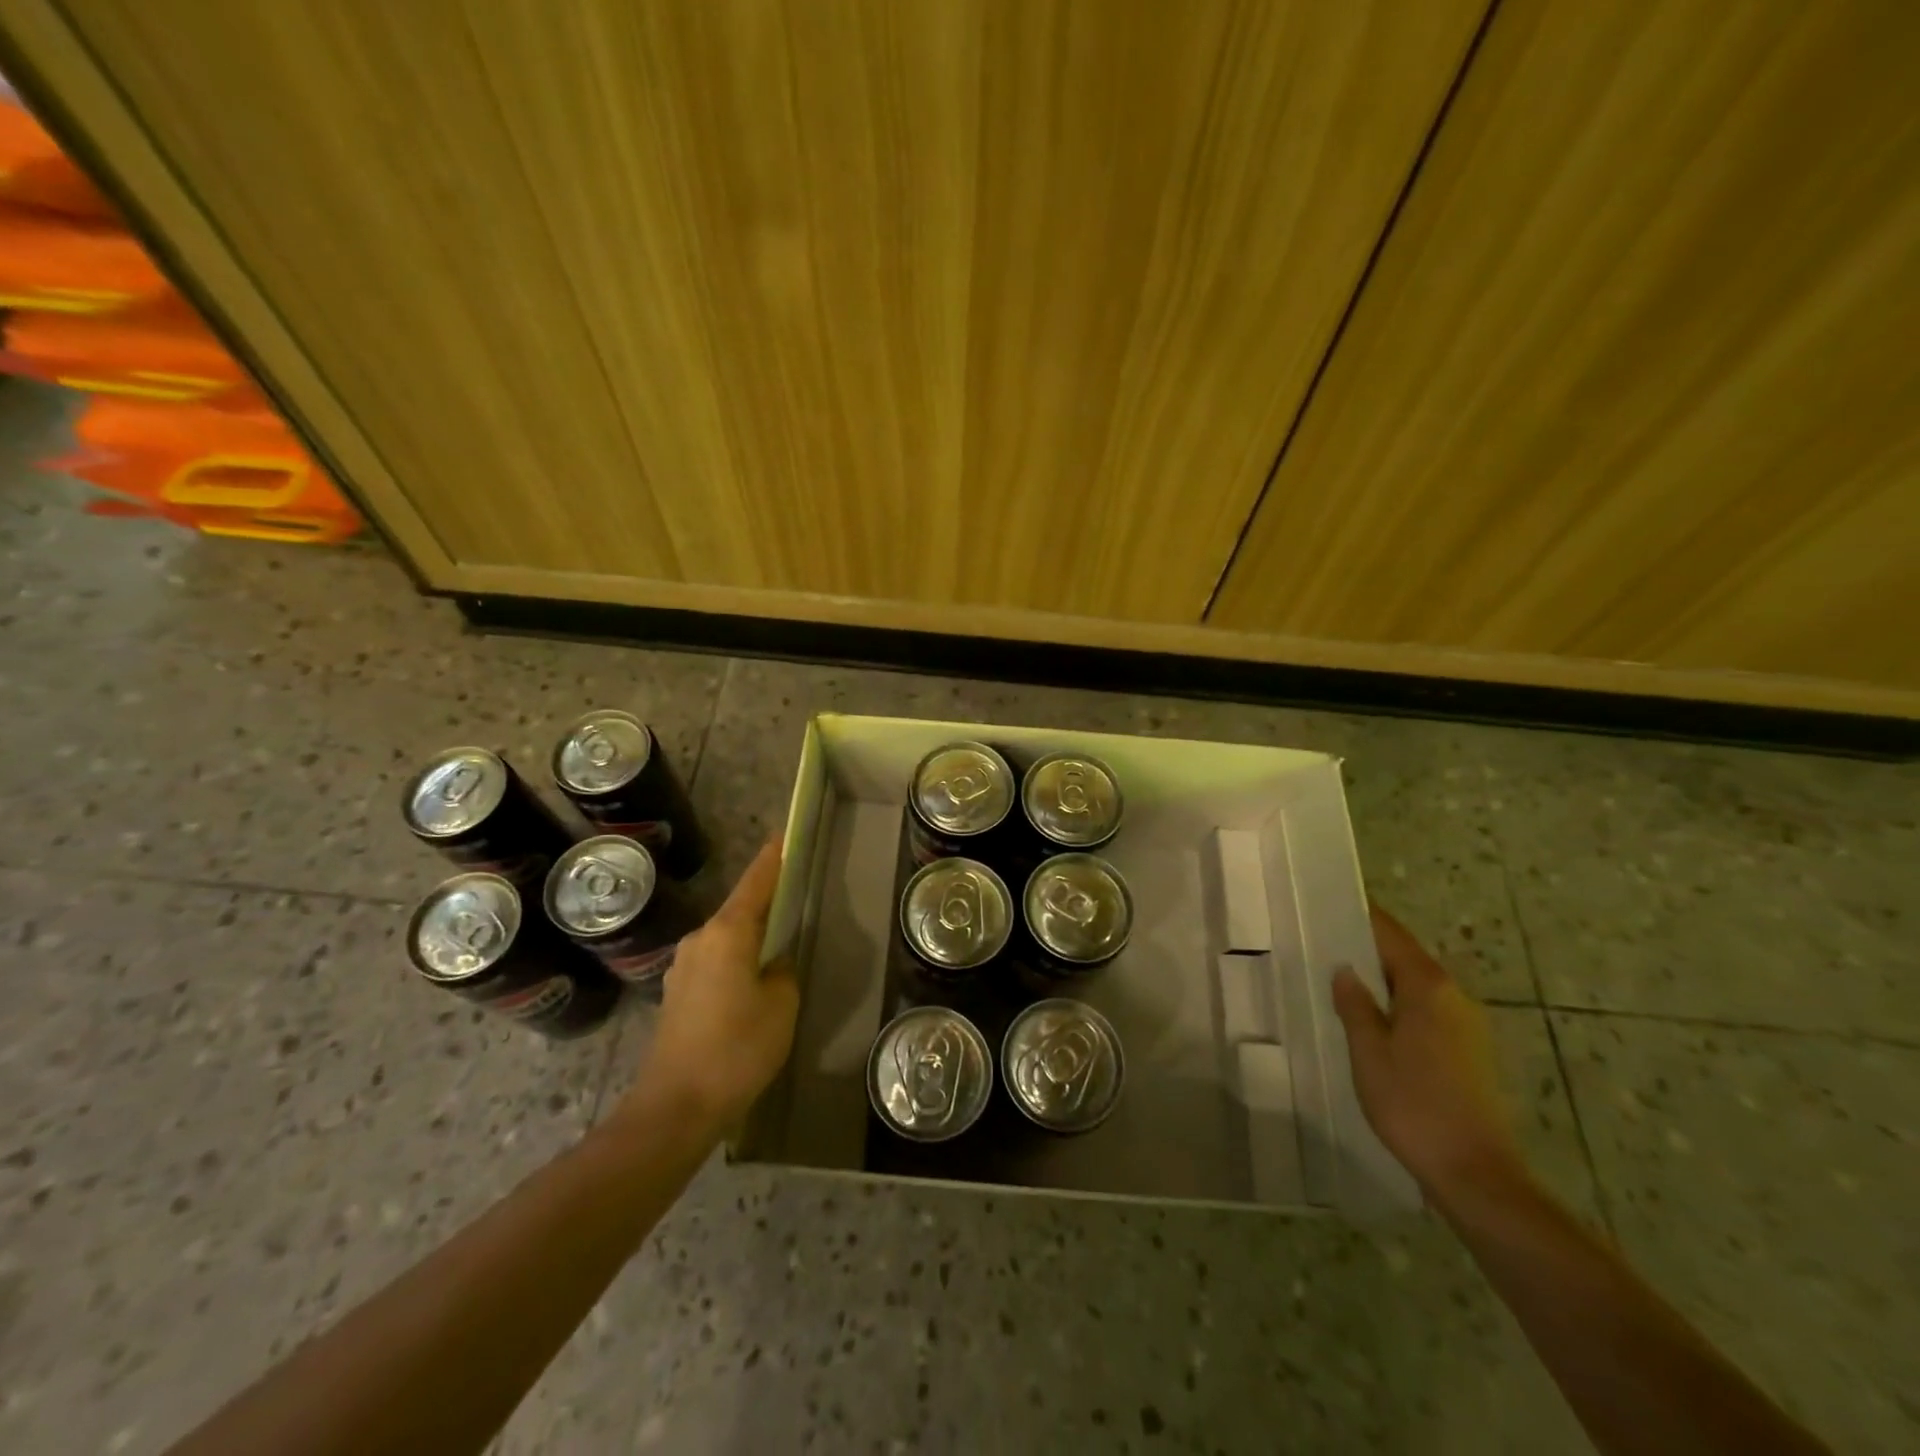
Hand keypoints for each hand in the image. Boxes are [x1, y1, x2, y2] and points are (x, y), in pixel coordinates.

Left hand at [620, 839, 799, 1133]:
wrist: (675, 1107)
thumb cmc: (737, 1049)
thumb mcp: (781, 1005)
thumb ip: (782, 972)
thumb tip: (771, 965)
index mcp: (727, 932)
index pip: (756, 883)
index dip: (772, 859)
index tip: (783, 835)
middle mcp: (699, 940)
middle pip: (739, 909)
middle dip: (765, 902)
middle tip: (793, 900)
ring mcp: (682, 967)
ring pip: (725, 938)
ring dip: (749, 937)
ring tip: (775, 949)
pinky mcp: (676, 995)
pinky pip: (714, 962)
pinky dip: (734, 961)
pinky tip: (749, 985)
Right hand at [1333, 904, 1525, 1205]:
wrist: (1476, 1175)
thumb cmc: (1414, 1104)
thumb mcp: (1369, 1051)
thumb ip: (1355, 1005)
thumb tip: (1346, 970)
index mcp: (1428, 987)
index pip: (1390, 934)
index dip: (1361, 917)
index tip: (1329, 904)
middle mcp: (1454, 997)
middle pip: (1405, 958)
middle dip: (1368, 950)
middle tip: (1323, 946)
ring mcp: (1467, 1027)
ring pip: (1416, 988)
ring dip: (1382, 982)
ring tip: (1340, 984)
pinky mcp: (1470, 1054)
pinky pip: (1426, 1013)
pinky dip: (1398, 1007)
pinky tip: (1372, 1025)